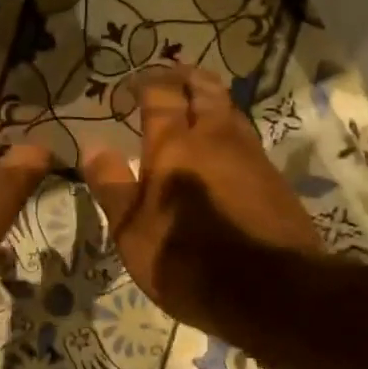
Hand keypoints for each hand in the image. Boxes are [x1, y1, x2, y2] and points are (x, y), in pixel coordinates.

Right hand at [82, 67, 321, 336]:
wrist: (270, 291)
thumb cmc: (187, 261)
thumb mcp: (132, 232)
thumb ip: (112, 185)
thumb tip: (93, 146)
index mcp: (175, 146)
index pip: (160, 95)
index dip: (144, 83)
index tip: (130, 86)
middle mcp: (216, 138)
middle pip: (204, 89)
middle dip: (185, 77)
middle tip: (169, 79)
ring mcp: (252, 155)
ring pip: (231, 111)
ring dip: (211, 101)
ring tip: (196, 109)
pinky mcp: (275, 179)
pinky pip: (247, 140)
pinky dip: (230, 132)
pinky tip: (224, 152)